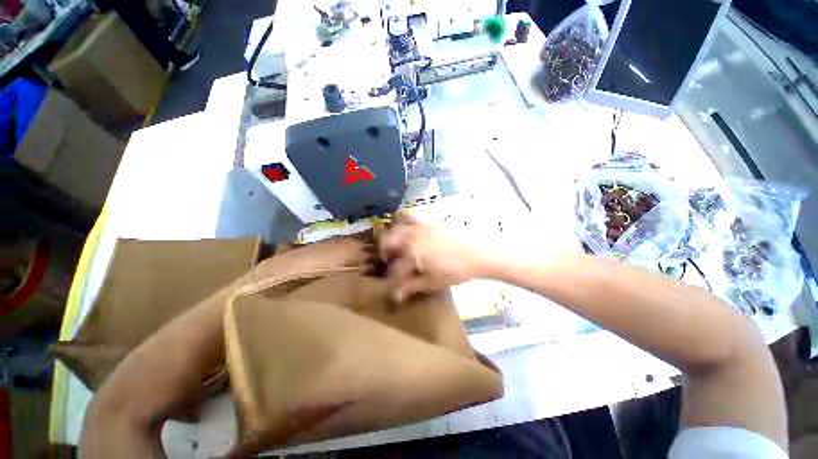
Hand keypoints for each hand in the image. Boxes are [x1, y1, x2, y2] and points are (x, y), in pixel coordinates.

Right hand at [379, 216, 491, 301]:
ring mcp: (418, 227)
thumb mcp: (432, 282)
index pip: (393, 267)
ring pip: (396, 229)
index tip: (393, 284)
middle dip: (384, 253)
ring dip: (392, 239)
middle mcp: (410, 237)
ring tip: (398, 250)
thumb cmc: (455, 269)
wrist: (478, 250)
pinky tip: (410, 236)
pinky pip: (409, 221)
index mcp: (409, 253)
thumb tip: (396, 295)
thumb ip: (411, 286)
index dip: (391, 278)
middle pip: (386, 241)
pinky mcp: (427, 222)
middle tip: (390, 262)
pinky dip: (403, 227)